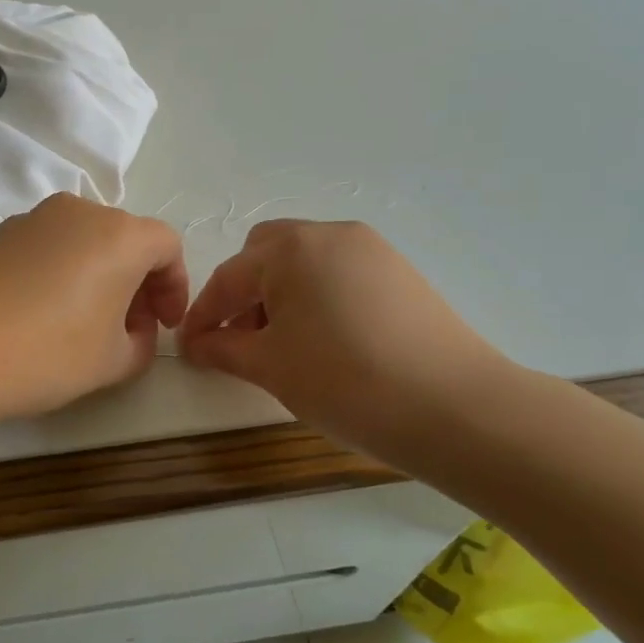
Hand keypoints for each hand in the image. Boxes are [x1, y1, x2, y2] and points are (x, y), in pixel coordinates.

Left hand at [0, 193, 188, 426]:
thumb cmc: (45, 353)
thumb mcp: (112, 362)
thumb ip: (142, 344)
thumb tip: (134, 330)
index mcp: (118, 234)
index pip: (167, 245)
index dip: (175, 286)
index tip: (165, 325)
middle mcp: (77, 212)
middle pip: (125, 239)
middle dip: (137, 283)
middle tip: (130, 329)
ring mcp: (31, 218)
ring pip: (84, 242)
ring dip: (98, 277)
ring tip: (85, 325)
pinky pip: (47, 248)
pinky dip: (61, 274)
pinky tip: (41, 316)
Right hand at [178, 220, 509, 461]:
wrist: (455, 408)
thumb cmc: (345, 381)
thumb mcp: (270, 367)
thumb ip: (222, 348)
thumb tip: (195, 344)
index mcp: (291, 249)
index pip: (229, 278)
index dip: (202, 316)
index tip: (188, 349)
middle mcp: (330, 234)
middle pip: (266, 254)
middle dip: (243, 293)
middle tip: (240, 340)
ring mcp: (371, 250)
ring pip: (305, 262)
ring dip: (280, 294)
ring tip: (284, 345)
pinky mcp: (400, 272)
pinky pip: (339, 274)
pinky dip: (317, 298)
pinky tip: (326, 341)